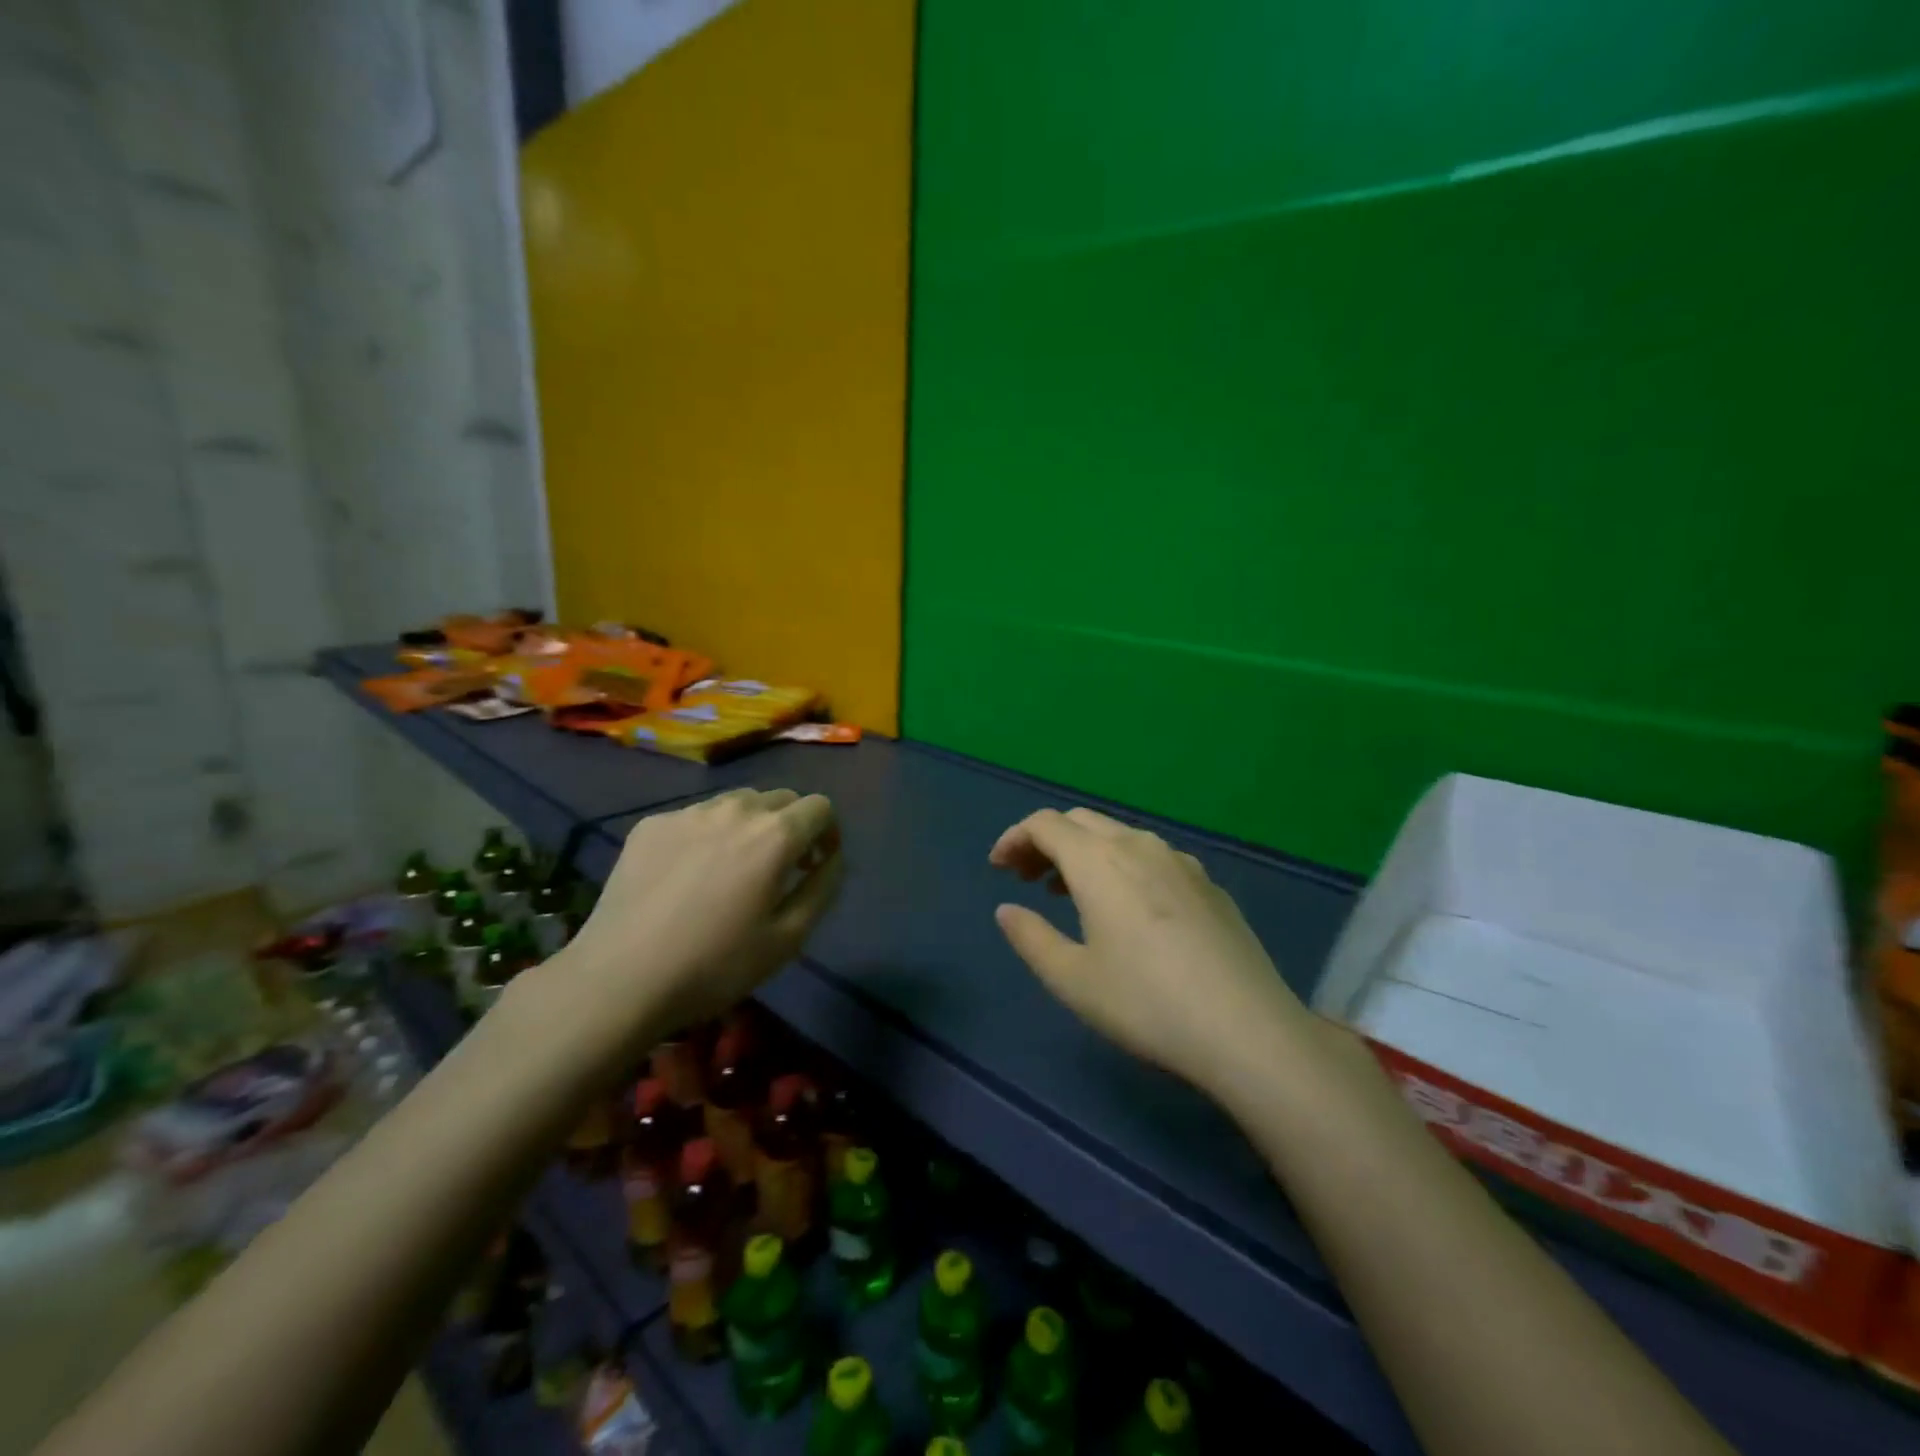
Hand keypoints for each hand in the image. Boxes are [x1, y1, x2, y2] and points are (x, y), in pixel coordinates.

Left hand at [536, 788, 842, 1061]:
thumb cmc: (715, 965)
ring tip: (733, 869)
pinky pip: (696, 817)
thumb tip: (833, 858)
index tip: (817, 863)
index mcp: (775, 834)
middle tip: (780, 868)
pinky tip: (688, 877)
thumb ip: (823, 888)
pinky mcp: (651, 824)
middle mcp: (735, 809)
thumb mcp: (788, 938)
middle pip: (780, 799)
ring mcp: (689, 812)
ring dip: (750, 826)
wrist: (620, 978)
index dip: (828, 832)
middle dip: (792, 826)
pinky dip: (707, 835)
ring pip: (737, 803)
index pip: (820, 806)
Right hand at [989, 807, 1310, 1091]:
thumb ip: (1030, 937)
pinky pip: (1151, 856)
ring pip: (1118, 835)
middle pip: (1080, 821)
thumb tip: (1007, 910)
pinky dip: (1120, 864)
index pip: (1045, 824)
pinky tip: (1126, 907)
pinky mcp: (1208, 883)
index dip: (1014, 838)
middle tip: (1025, 878)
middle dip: (1045, 841)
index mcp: (1099, 860)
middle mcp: (1139, 845)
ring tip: (1068, 891)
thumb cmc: (1146, 1003)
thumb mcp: (1072, 979)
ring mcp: (1180, 861)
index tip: (997, 868)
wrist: (1247, 1028)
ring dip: (1083, 852)